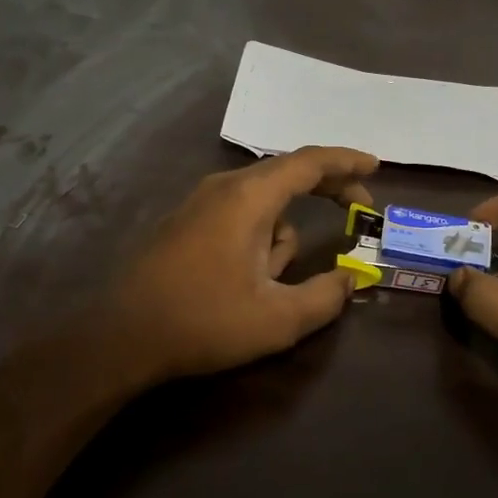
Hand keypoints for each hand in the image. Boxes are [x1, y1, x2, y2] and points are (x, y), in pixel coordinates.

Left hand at [104, 147, 378, 381]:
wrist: (122, 336)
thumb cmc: (203, 321)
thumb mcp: (277, 319)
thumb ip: (325, 296)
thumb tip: (350, 278)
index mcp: (249, 197)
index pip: (309, 162)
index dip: (346, 161)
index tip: (375, 167)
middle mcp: (224, 188)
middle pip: (287, 173)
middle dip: (325, 190)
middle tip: (357, 209)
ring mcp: (200, 202)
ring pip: (263, 204)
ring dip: (283, 233)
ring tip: (272, 286)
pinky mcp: (185, 222)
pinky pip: (239, 215)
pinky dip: (259, 236)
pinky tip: (246, 282)